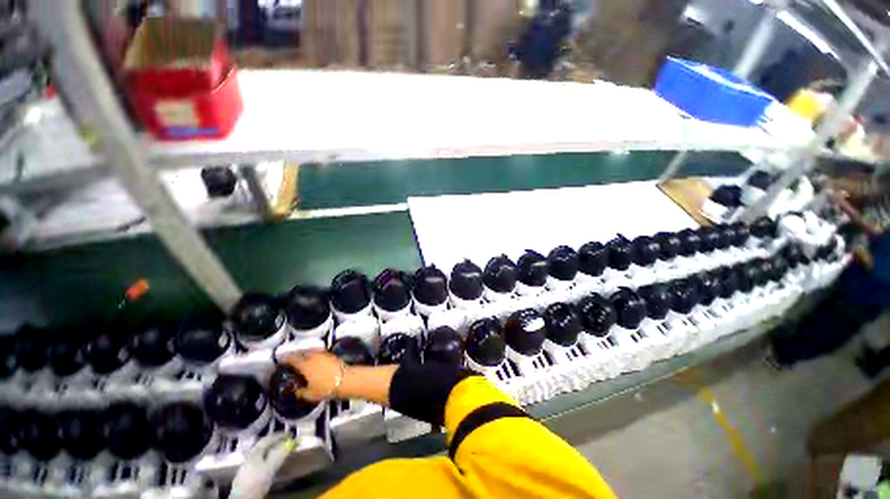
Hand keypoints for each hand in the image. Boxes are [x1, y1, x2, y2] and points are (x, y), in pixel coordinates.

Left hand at [230, 434, 296, 498]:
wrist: (242, 498)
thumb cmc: (256, 480)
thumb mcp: (270, 468)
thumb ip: (280, 454)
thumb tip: (292, 441)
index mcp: (255, 452)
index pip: (268, 439)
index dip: (279, 435)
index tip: (290, 434)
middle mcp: (250, 456)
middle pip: (264, 446)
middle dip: (275, 443)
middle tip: (286, 442)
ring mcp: (248, 466)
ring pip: (262, 454)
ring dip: (272, 451)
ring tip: (281, 452)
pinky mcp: (248, 475)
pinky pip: (260, 462)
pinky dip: (268, 459)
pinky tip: (271, 464)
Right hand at [282, 350, 346, 401]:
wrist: (346, 379)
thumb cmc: (326, 387)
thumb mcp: (310, 394)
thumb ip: (301, 392)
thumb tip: (296, 391)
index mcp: (305, 365)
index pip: (293, 359)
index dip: (286, 359)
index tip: (282, 360)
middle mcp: (313, 357)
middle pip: (302, 353)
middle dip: (296, 355)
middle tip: (291, 359)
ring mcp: (323, 354)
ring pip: (311, 351)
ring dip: (306, 353)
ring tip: (303, 359)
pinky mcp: (331, 355)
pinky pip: (319, 353)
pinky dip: (314, 355)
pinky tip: (314, 360)